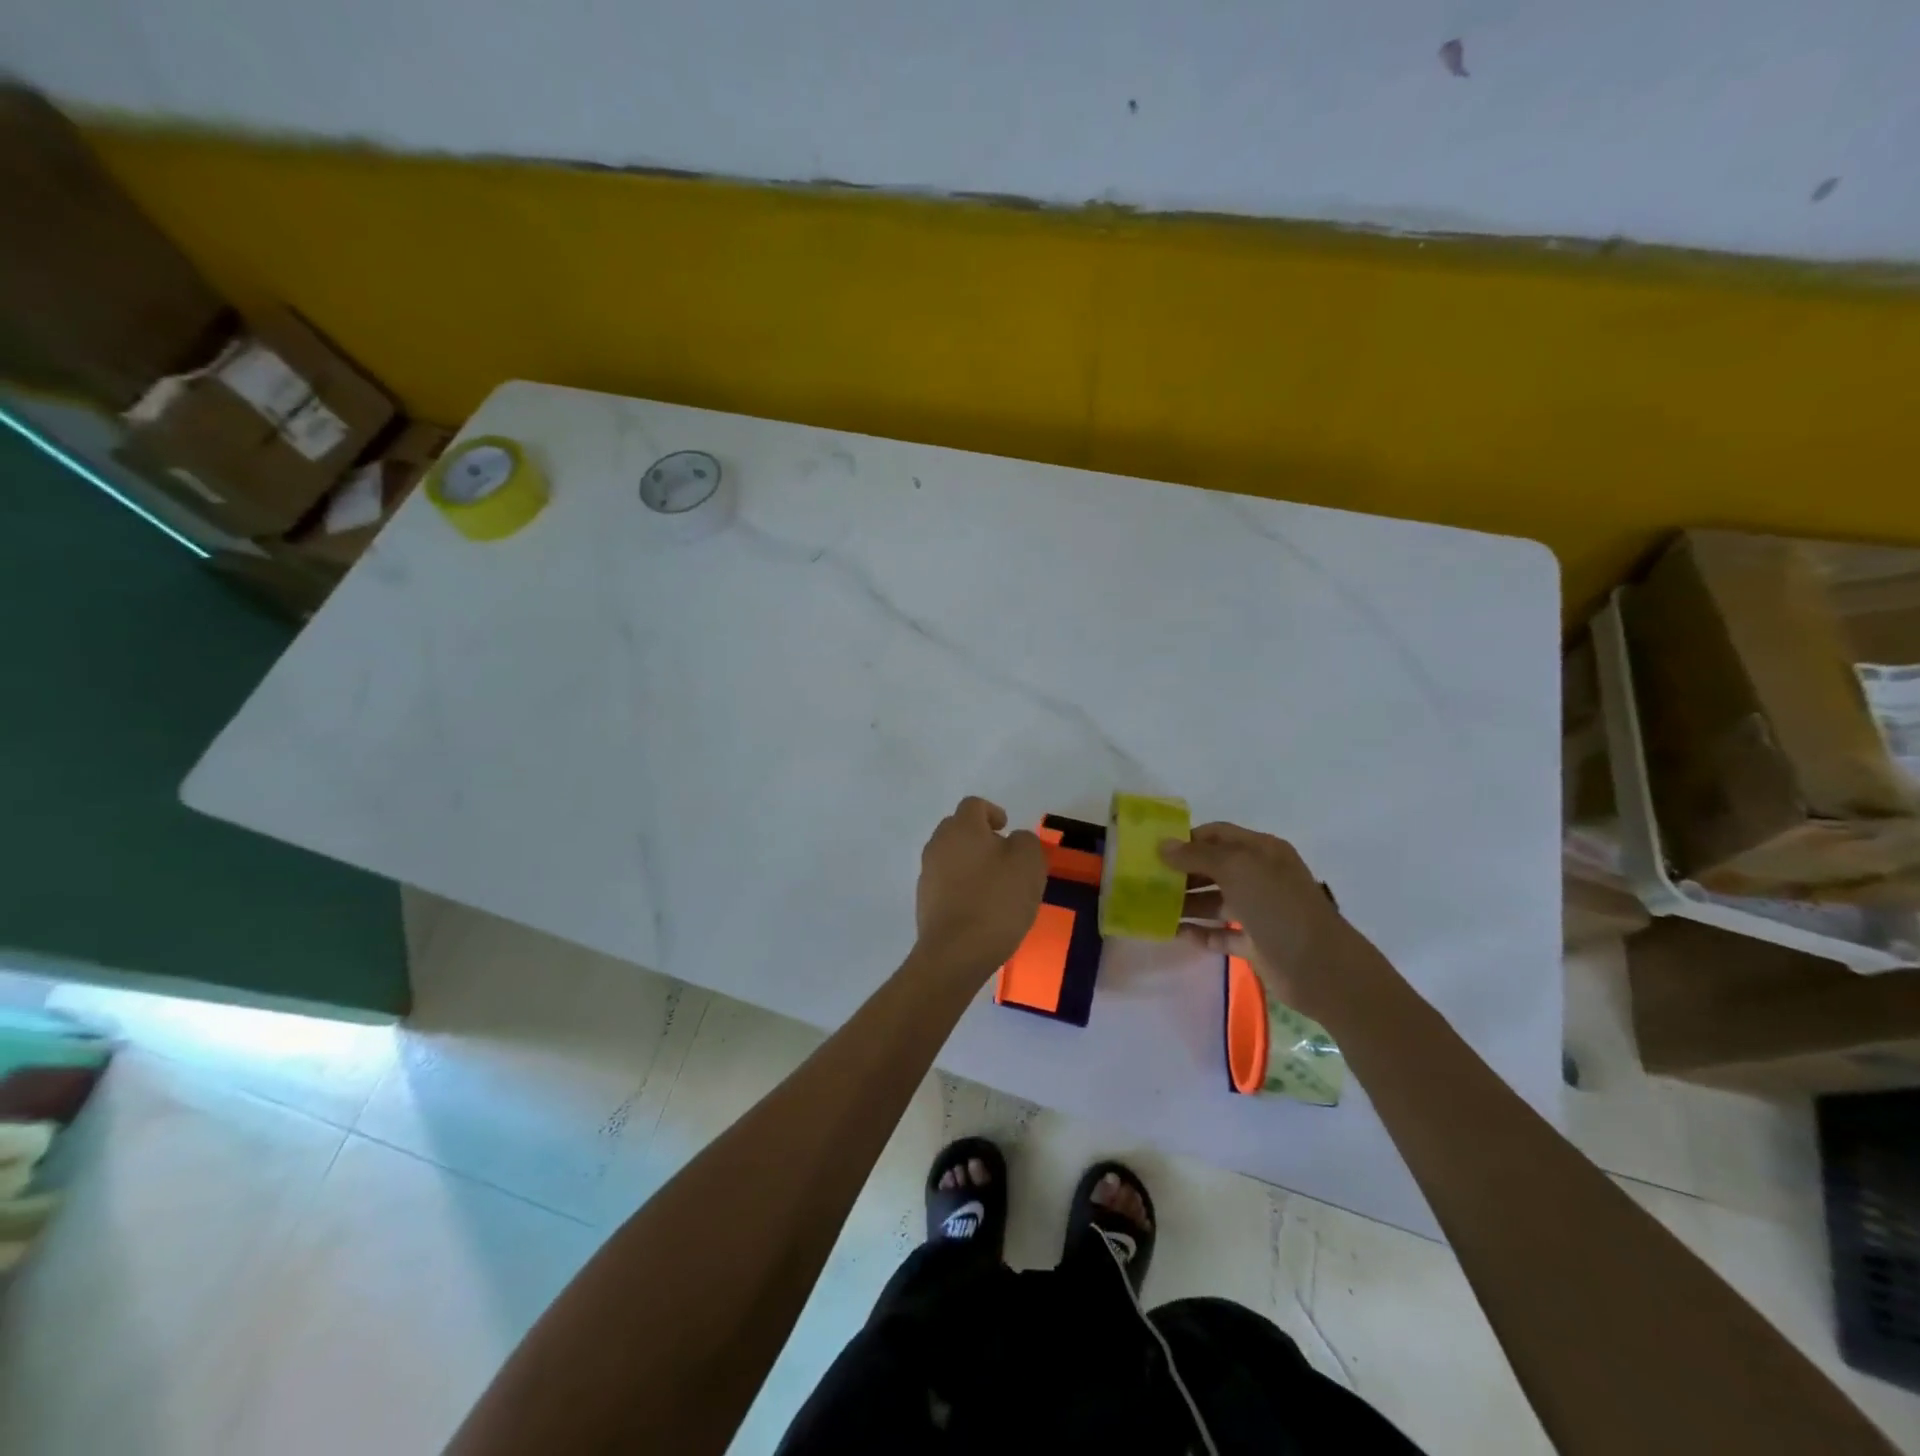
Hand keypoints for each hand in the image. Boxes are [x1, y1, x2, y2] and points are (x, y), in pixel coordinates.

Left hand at [915, 797, 1047, 980]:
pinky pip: (946, 884)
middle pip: (958, 829)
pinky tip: (980, 909)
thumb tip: (1013, 840)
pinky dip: (962, 887)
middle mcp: (938, 844)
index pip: (973, 805)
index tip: (1007, 829)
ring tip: (995, 886)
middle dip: (980, 837)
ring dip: (971, 864)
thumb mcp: (1028, 863)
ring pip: (951, 857)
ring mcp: (927, 874)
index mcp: (961, 828)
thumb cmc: (997, 900)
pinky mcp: (924, 902)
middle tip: (1004, 857)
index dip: (992, 812)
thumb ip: (1025, 841)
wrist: (956, 952)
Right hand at [1161, 823, 1379, 1024]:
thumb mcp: (1237, 869)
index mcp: (1261, 851)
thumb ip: (1197, 856)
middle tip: (1147, 882)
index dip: (1186, 839)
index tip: (1154, 849)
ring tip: (1154, 910)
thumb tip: (1163, 845)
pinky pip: (1221, 933)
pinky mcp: (1256, 943)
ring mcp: (1259, 911)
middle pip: (1213, 868)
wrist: (1321, 968)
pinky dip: (1201, 933)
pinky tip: (1177, 934)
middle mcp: (1260, 876)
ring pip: (1215, 901)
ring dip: (1187, 904)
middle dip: (1182, 873)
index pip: (1217, 834)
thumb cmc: (1278, 907)